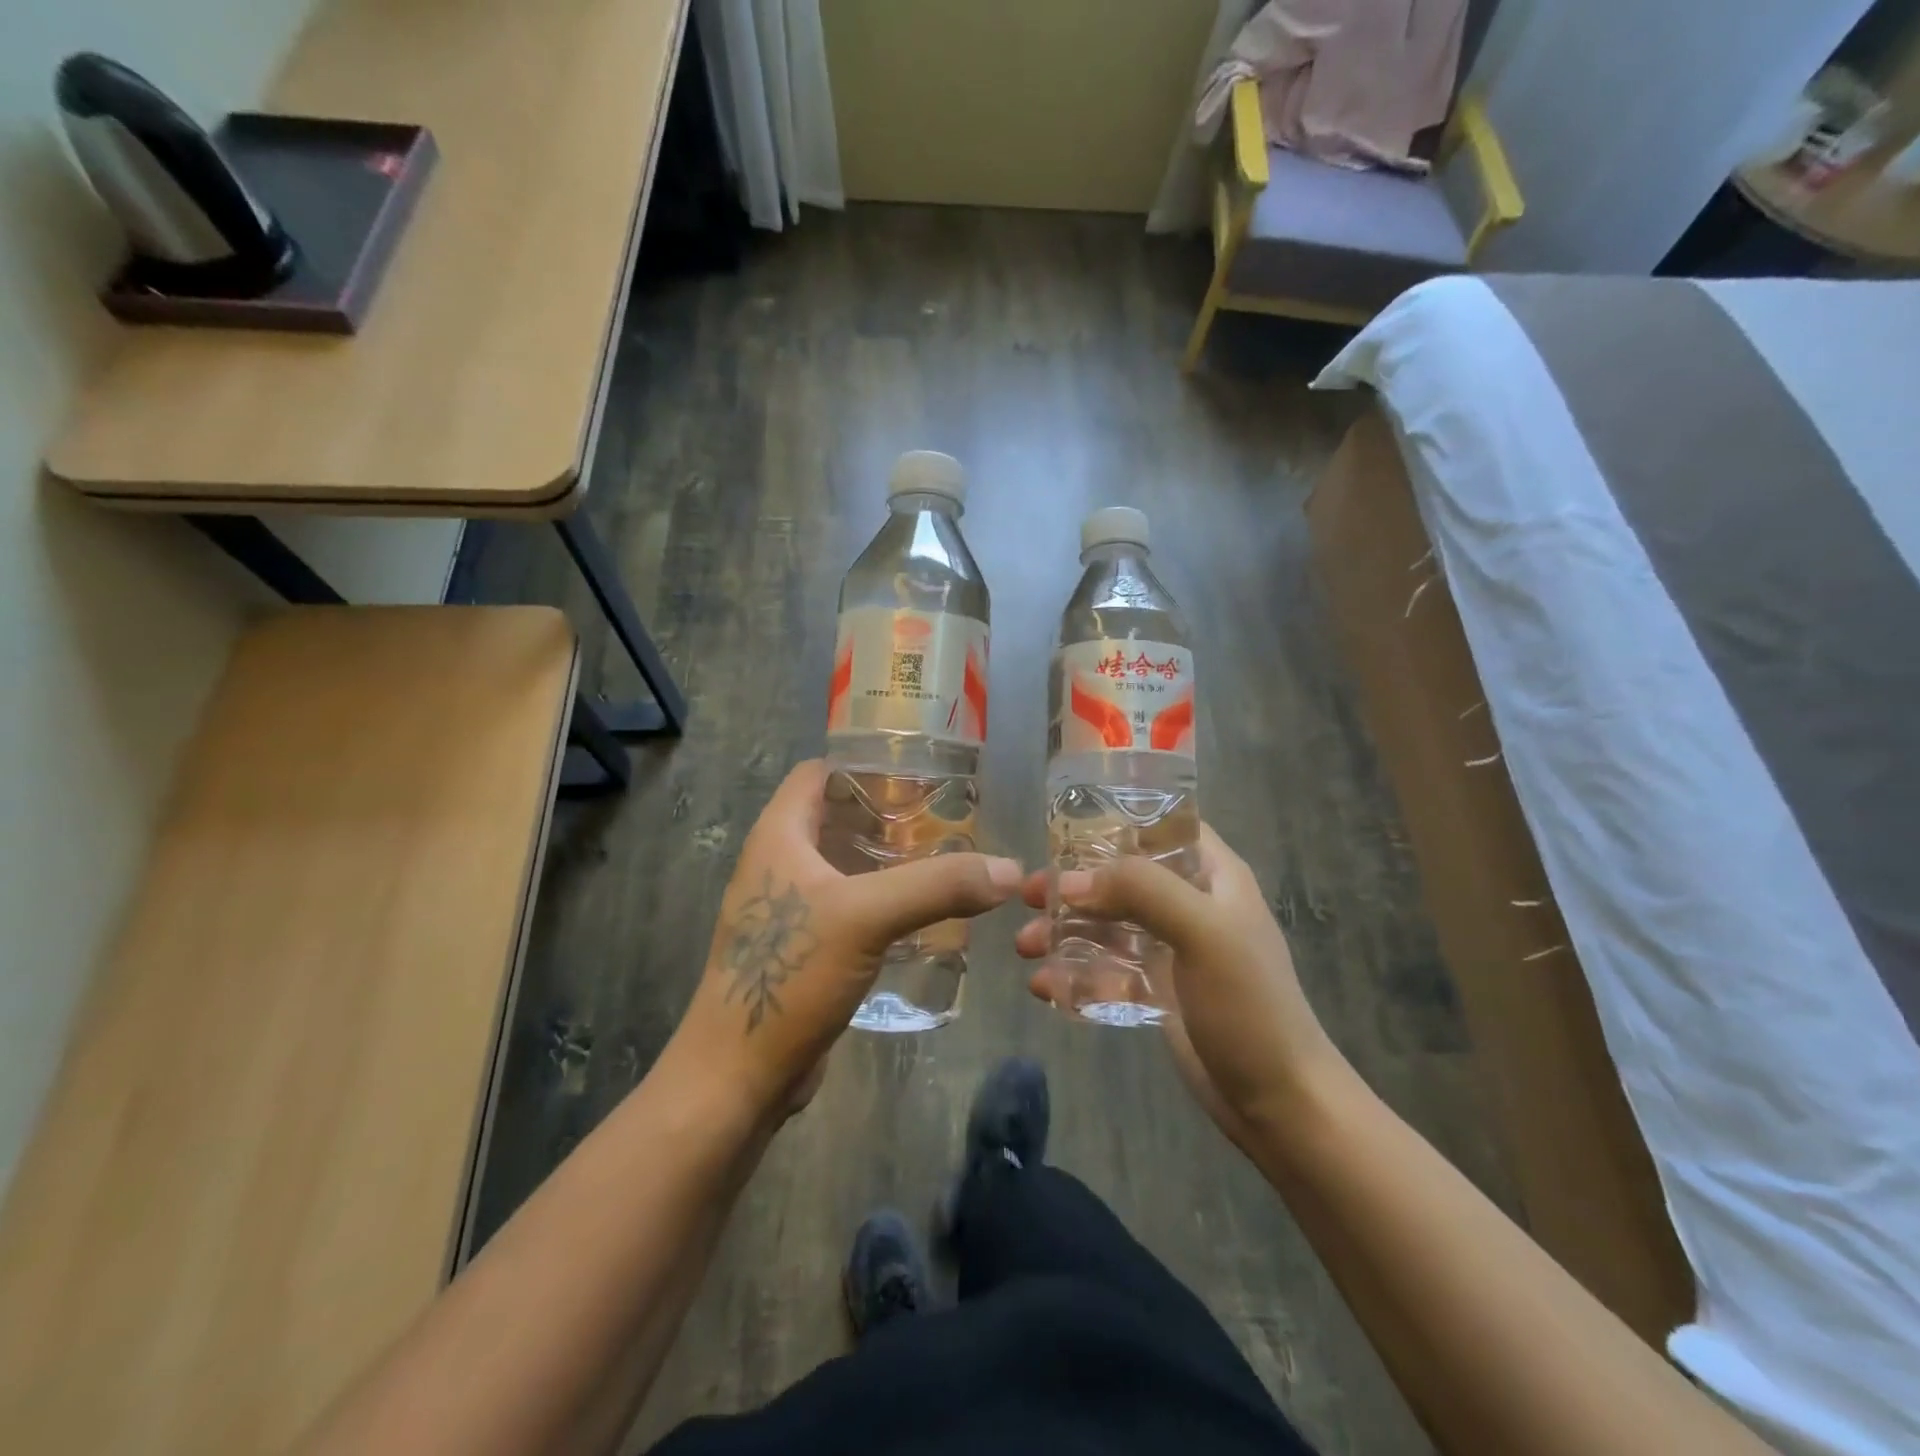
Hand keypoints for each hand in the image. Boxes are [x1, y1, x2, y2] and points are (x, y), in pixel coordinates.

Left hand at [669, 760, 1023, 1122]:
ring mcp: (787, 908)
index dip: (864, 764)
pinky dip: (882, 899)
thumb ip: (939, 886)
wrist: (738, 1076)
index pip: (819, 773)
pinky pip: (848, 906)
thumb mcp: (867, 917)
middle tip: (946, 818)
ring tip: (945, 859)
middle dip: (888, 813)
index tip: (920, 773)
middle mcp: (778, 862)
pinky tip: (922, 913)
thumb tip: (1008, 870)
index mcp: (779, 836)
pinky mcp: (801, 948)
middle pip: (836, 816)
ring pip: (844, 863)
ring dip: (888, 859)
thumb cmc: (789, 976)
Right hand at [1014, 825, 1340, 1144]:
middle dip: (1074, 886)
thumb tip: (1071, 881)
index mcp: (1213, 877)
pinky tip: (1045, 986)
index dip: (1117, 823)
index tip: (1063, 832)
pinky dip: (1076, 973)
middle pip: (1122, 878)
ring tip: (1025, 947)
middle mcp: (1191, 905)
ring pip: (1108, 924)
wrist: (1279, 1103)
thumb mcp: (1204, 932)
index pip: (1164, 827)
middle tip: (1029, 896)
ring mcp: (1172, 950)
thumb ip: (1142, 891)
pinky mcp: (1157, 990)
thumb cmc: (1249, 1006)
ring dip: (1065, 931)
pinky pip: (1108, 969)